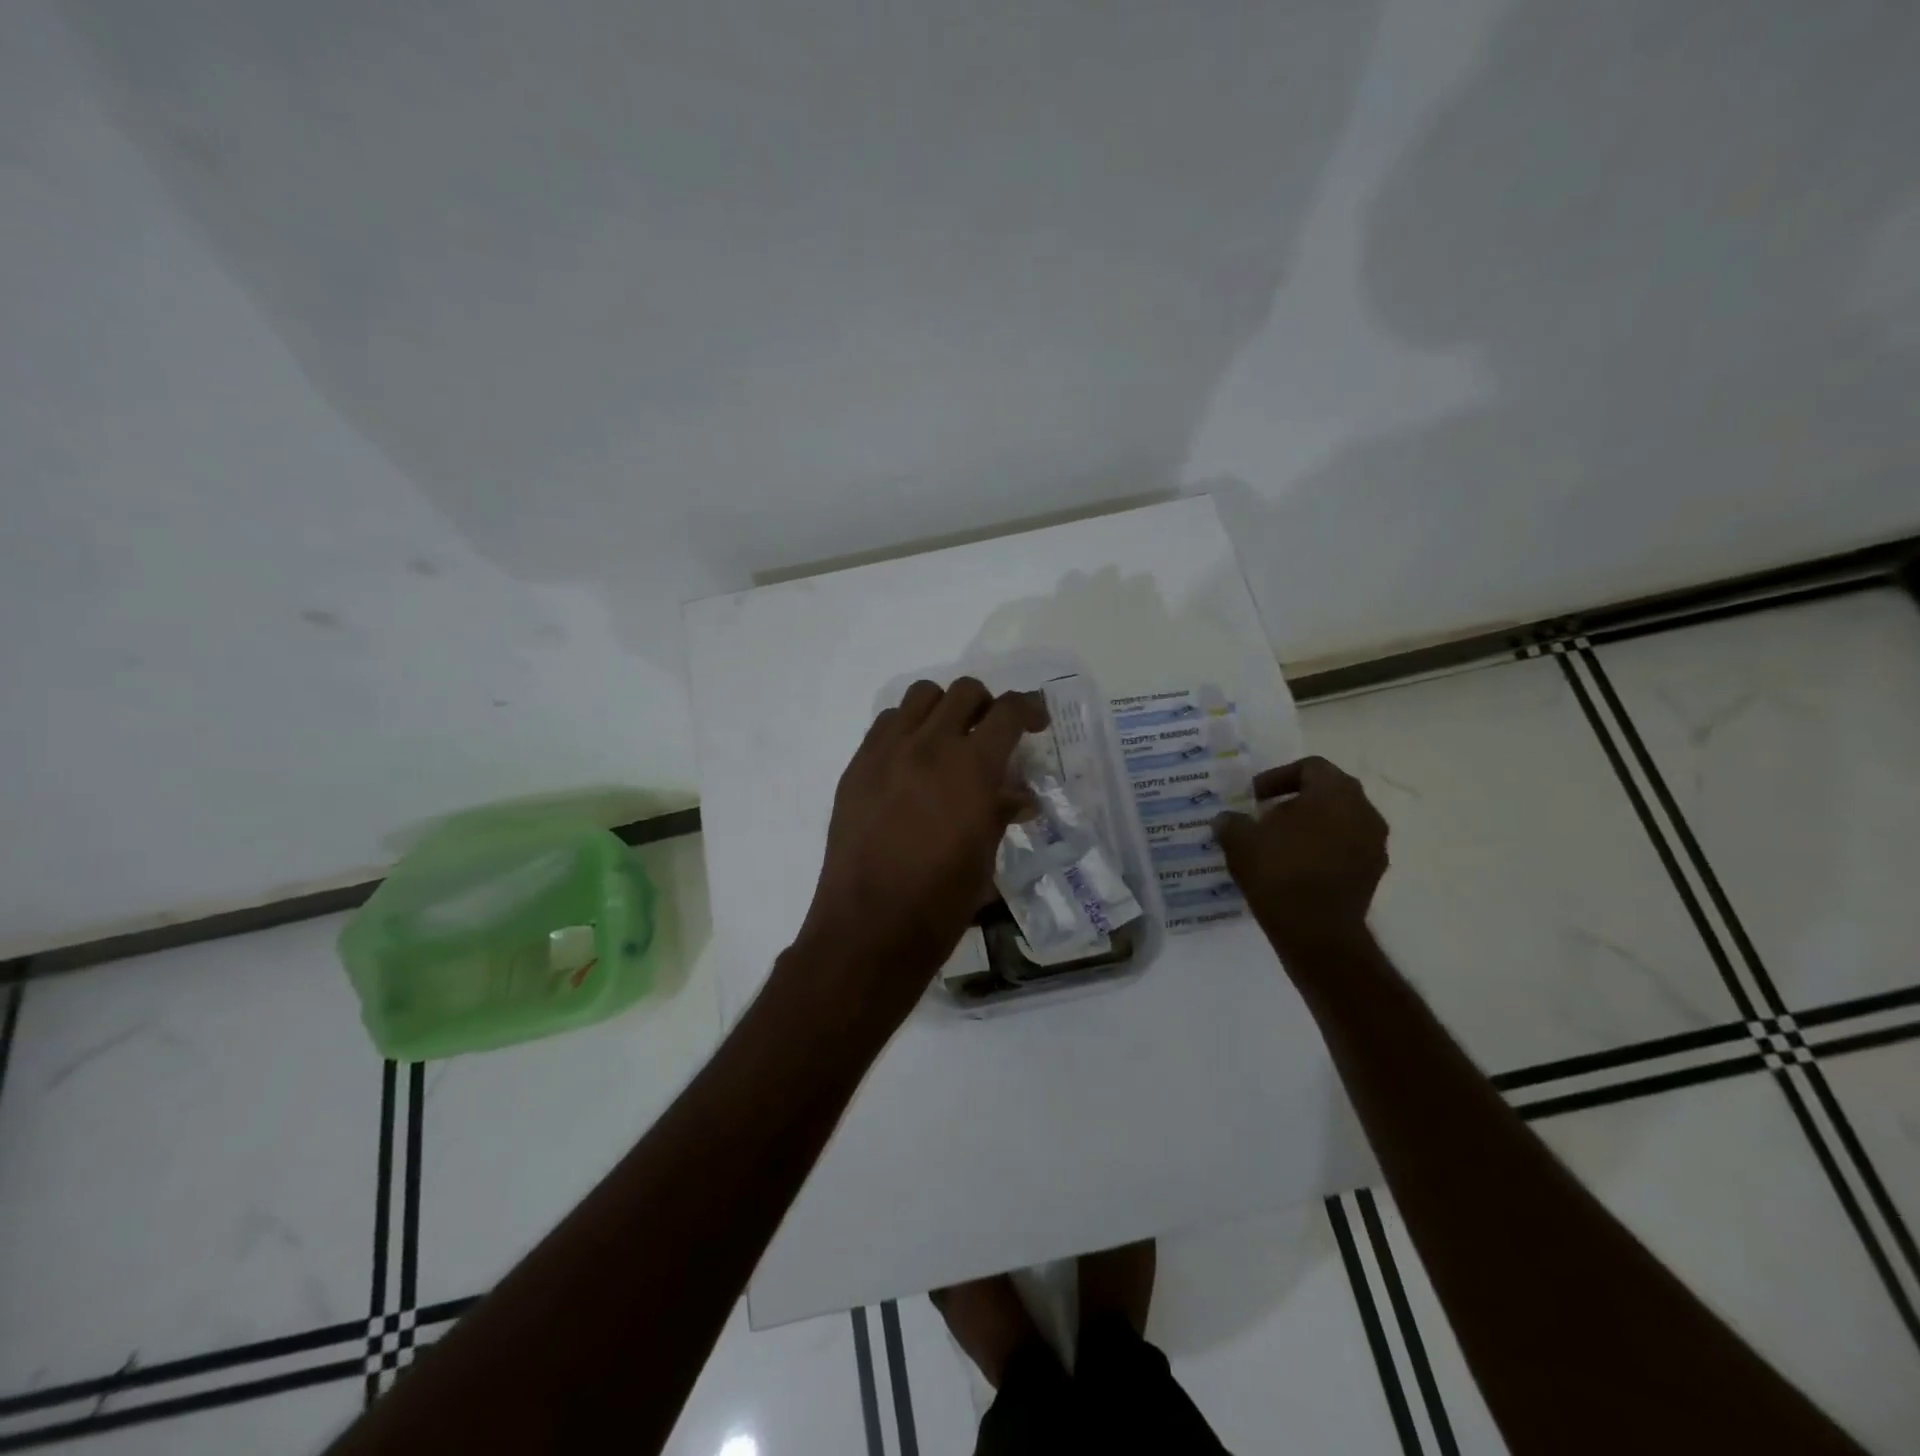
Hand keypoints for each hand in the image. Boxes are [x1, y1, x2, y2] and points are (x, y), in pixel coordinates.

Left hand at [795, 678, 1046, 1024]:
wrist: (868, 928)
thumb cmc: (939, 902)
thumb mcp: (985, 856)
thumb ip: (1001, 811)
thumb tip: (1018, 795)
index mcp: (971, 769)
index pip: (1008, 712)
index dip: (1029, 707)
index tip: (1037, 720)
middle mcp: (929, 746)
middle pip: (963, 692)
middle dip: (986, 705)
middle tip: (991, 733)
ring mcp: (886, 753)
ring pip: (919, 696)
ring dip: (942, 709)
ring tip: (948, 740)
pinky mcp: (856, 767)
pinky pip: (885, 724)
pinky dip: (907, 728)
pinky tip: (911, 761)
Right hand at [1212, 756, 1387, 957]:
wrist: (1317, 932)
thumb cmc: (1279, 873)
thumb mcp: (1240, 841)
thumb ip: (1232, 822)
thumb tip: (1227, 819)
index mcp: (1334, 792)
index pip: (1310, 766)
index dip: (1278, 777)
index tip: (1254, 797)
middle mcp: (1363, 811)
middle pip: (1329, 792)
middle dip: (1296, 800)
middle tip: (1266, 817)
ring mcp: (1374, 843)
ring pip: (1340, 820)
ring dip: (1312, 826)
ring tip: (1280, 844)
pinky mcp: (1374, 873)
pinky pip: (1347, 848)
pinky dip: (1324, 850)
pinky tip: (1297, 867)